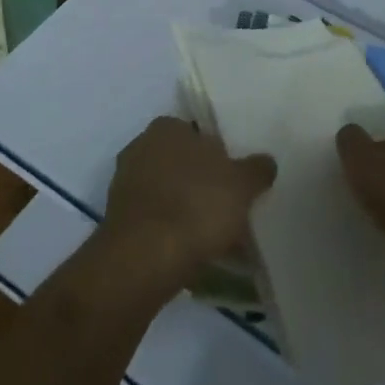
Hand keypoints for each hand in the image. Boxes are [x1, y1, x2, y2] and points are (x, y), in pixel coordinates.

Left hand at [103, 117, 275, 286]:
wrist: (145, 257)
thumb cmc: (196, 206)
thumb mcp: (241, 185)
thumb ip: (256, 169)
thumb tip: (266, 161)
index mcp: (167, 127)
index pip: (198, 134)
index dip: (219, 157)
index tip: (234, 182)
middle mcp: (140, 146)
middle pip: (181, 163)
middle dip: (201, 182)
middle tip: (227, 208)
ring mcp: (125, 182)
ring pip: (167, 192)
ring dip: (185, 208)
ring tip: (213, 237)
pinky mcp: (118, 217)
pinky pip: (155, 218)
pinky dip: (170, 230)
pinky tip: (190, 251)